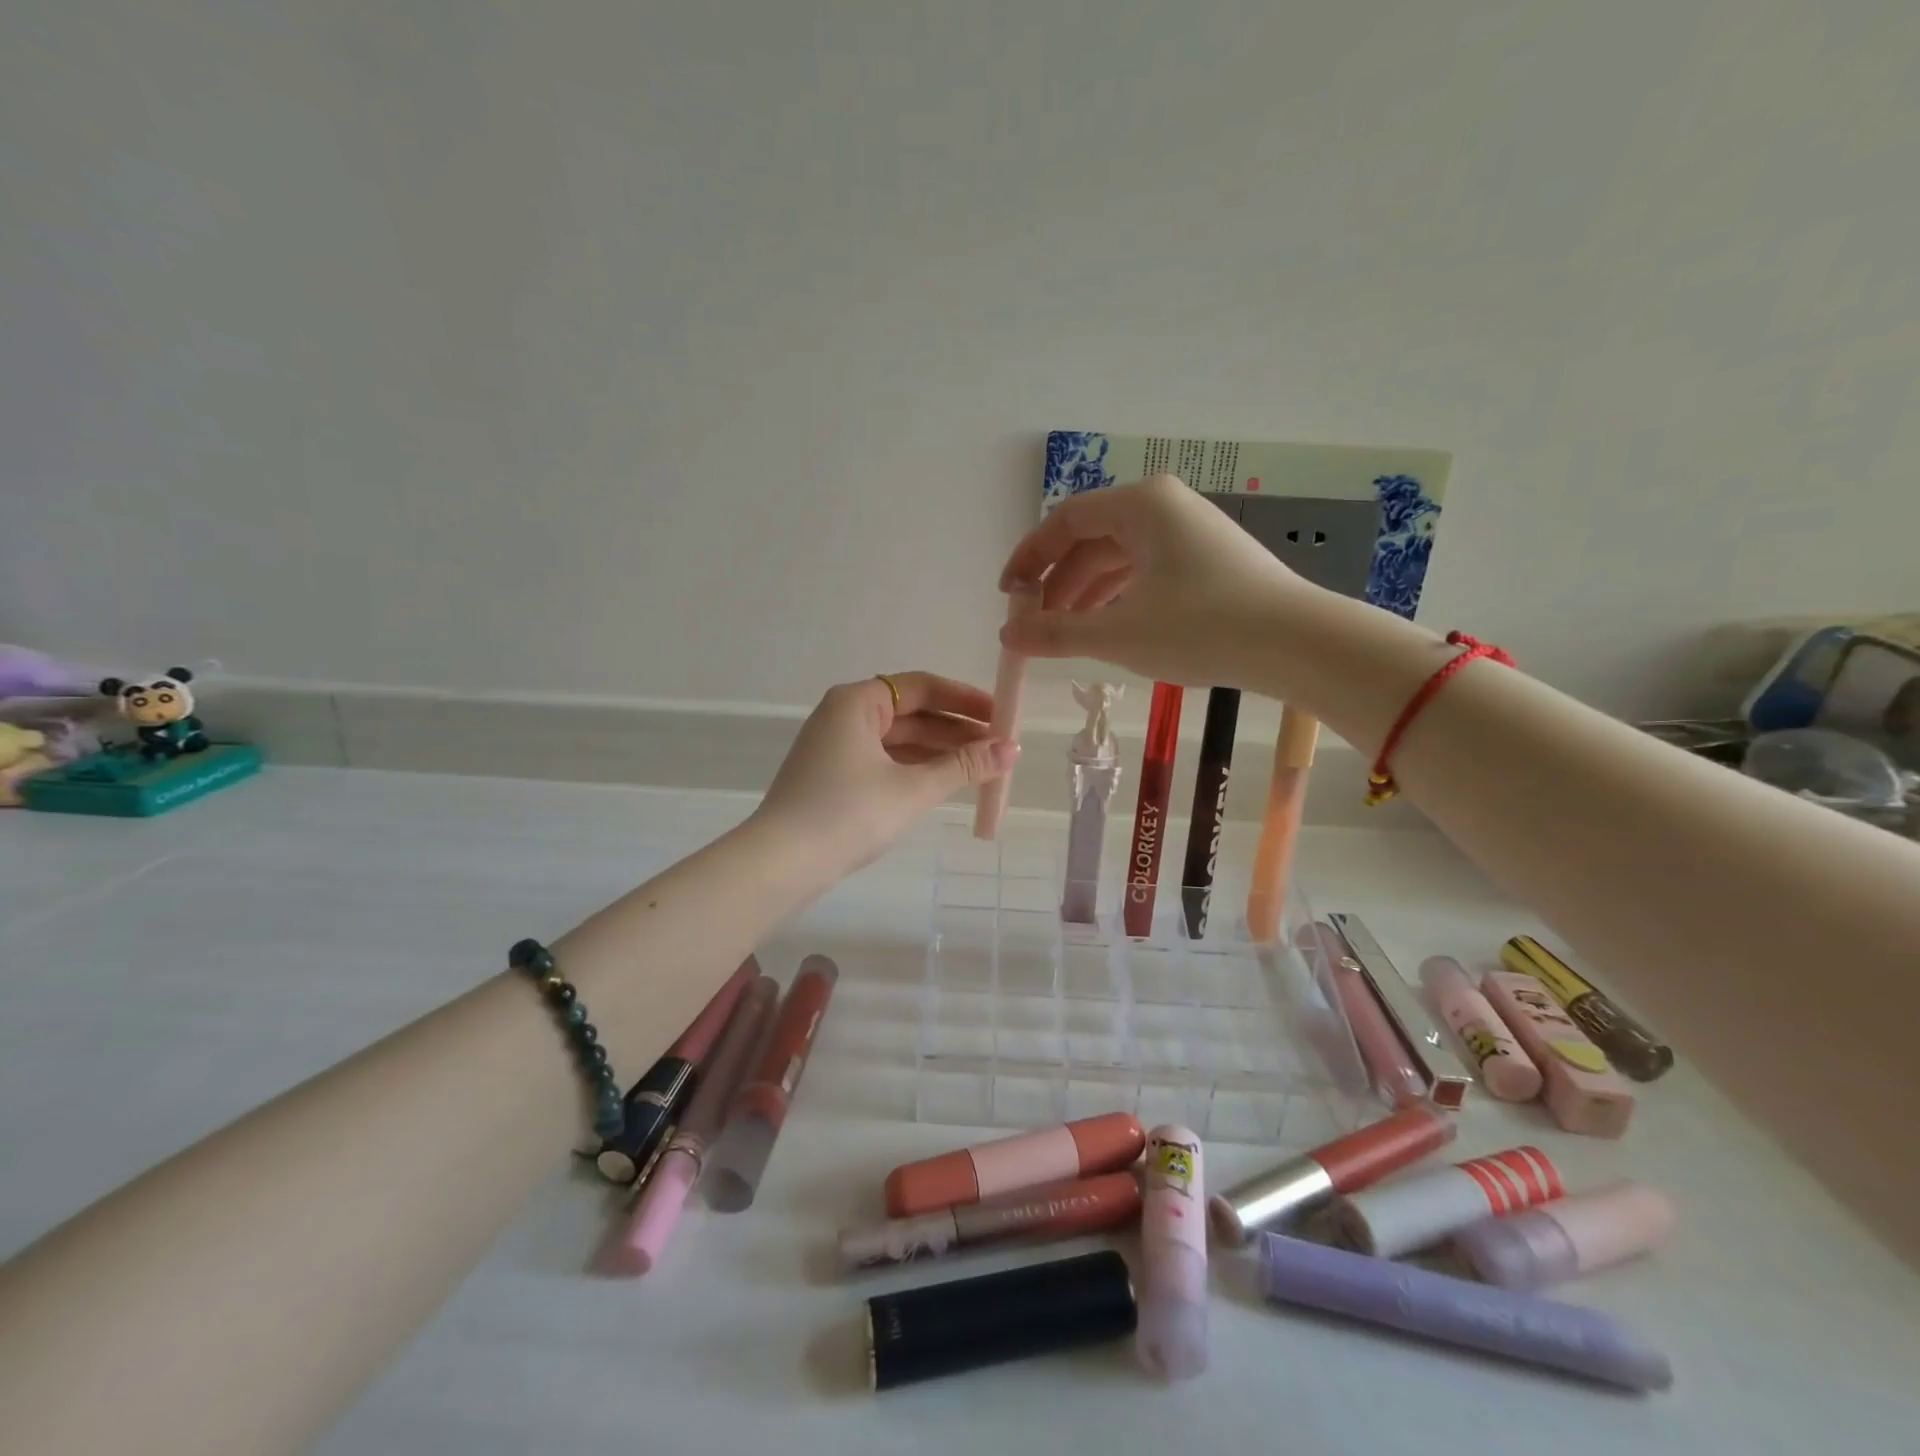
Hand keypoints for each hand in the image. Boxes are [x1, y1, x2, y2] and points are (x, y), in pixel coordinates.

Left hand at [754, 673, 1018, 874]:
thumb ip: (964, 766)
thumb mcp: (913, 788)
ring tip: (982, 767)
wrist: (781, 863)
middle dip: (956, 729)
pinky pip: (885, 761)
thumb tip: (1013, 749)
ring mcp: (836, 747)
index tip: (1002, 715)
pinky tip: (945, 782)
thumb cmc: (848, 814)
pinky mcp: (833, 777)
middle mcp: (844, 715)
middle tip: (999, 747)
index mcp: (857, 702)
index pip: (922, 687)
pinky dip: (915, 768)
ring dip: (939, 751)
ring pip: (899, 740)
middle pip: (911, 713)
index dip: (965, 699)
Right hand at [998, 475, 1308, 688]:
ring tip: (1063, 635)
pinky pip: (1145, 570)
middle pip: (1091, 539)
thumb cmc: (1201, 628)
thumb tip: (1006, 636)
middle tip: (1033, 625)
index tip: (1007, 596)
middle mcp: (1163, 506)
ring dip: (1085, 594)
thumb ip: (1055, 633)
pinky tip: (1106, 629)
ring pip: (1118, 558)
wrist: (1297, 643)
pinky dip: (1118, 597)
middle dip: (1057, 584)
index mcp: (1140, 505)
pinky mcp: (1206, 558)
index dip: (1030, 558)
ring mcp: (1189, 530)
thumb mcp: (1118, 634)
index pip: (1065, 521)